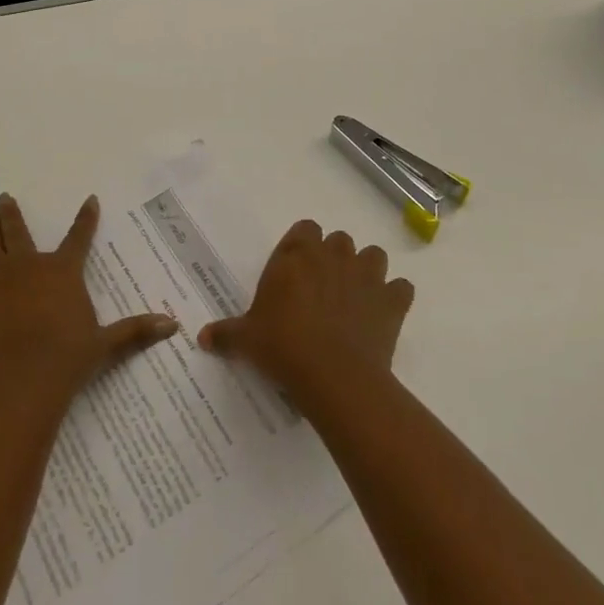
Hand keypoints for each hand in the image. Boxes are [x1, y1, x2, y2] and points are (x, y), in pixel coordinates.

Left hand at [0, 193, 178, 406]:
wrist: (19, 380)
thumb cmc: (67, 357)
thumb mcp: (105, 344)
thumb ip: (136, 331)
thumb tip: (173, 325)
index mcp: (60, 271)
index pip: (78, 238)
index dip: (85, 219)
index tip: (89, 199)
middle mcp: (24, 270)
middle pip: (16, 234)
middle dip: (11, 214)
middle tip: (4, 198)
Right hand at [197, 221, 413, 406]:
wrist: (333, 375)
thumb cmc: (283, 347)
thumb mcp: (246, 340)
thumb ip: (225, 334)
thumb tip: (202, 338)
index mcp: (296, 256)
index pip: (305, 228)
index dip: (303, 245)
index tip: (297, 269)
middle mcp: (332, 256)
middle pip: (339, 239)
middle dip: (334, 257)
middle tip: (322, 287)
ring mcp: (366, 275)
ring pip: (373, 255)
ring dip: (367, 270)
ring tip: (356, 297)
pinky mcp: (392, 301)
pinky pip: (401, 289)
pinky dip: (395, 298)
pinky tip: (384, 315)